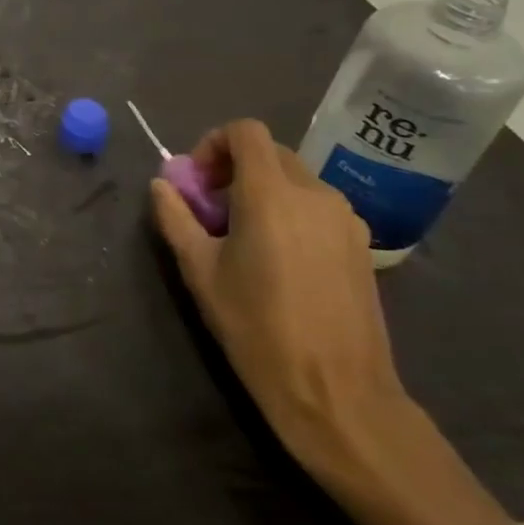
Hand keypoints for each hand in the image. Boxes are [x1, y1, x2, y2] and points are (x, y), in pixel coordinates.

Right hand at [150, 119, 410, 481]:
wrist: (338, 393)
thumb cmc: (257, 328)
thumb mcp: (199, 271)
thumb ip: (175, 218)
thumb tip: (162, 185)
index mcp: (271, 194)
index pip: (246, 131)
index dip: (214, 143)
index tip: (197, 182)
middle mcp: (315, 194)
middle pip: (270, 153)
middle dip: (235, 168)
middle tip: (211, 210)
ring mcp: (345, 220)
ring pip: (295, 180)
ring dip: (262, 190)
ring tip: (243, 237)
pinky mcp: (361, 246)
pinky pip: (317, 207)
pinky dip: (290, 212)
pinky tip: (278, 259)